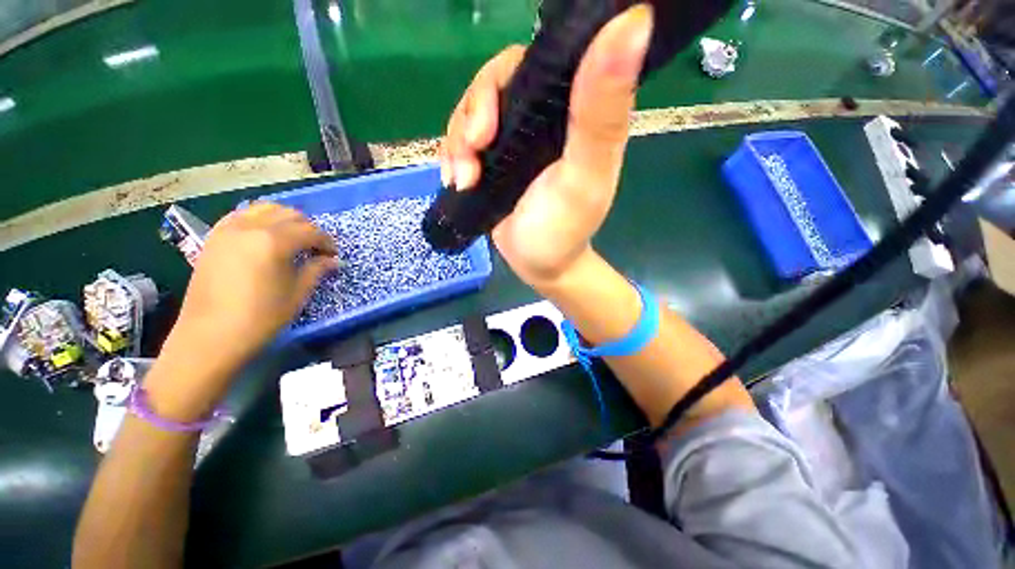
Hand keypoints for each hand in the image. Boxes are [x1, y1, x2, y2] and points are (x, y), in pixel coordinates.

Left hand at [151, 203, 337, 415]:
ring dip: (284, 219)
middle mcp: (250, 227)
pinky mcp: (214, 237)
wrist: (209, 336)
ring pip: (264, 208)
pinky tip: (265, 235)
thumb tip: (333, 260)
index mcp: (274, 242)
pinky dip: (259, 219)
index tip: (333, 256)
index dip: (327, 242)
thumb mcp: (297, 293)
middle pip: (289, 214)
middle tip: (316, 248)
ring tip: (293, 239)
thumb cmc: (260, 317)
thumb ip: (316, 270)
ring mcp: (228, 229)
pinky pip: (241, 215)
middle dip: (308, 228)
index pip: (310, 231)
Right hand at [440, 5, 652, 287]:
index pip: (535, 64)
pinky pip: (462, 141)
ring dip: (458, 143)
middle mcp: (543, 119)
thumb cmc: (562, 229)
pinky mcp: (494, 160)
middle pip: (493, 85)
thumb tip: (634, 21)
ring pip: (471, 113)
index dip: (502, 79)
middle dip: (471, 116)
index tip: (488, 122)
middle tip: (472, 154)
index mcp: (572, 113)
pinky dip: (453, 156)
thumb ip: (601, 114)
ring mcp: (515, 140)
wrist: (539, 265)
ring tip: (463, 179)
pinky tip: (456, 180)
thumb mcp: (583, 176)